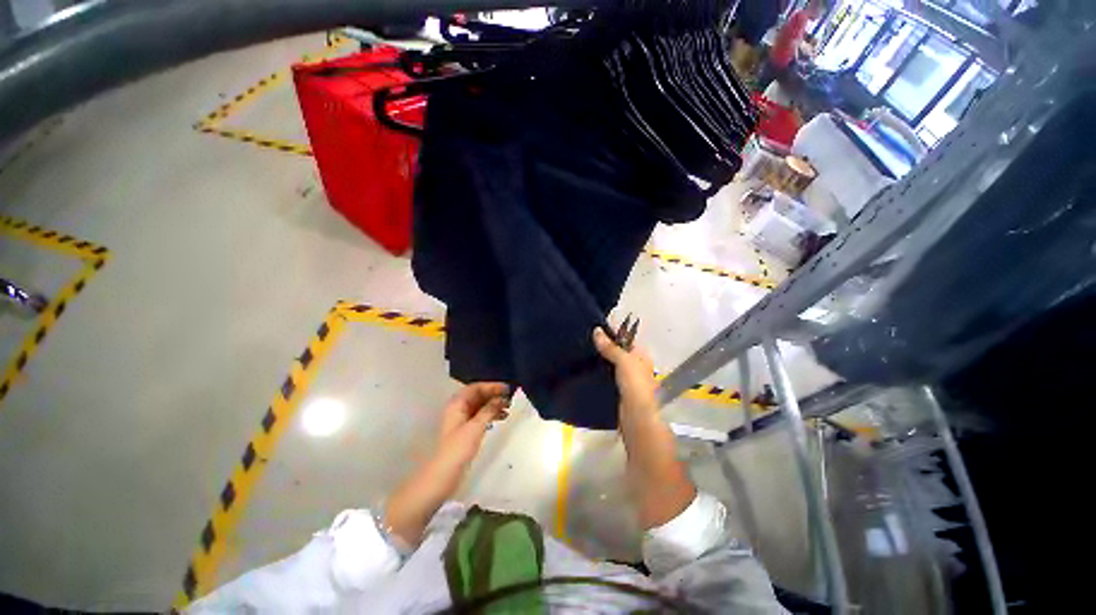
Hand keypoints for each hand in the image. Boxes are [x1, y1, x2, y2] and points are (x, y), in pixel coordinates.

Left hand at [434, 382, 510, 468]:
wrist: (443, 475)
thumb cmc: (458, 448)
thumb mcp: (475, 427)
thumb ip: (489, 410)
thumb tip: (502, 398)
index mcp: (457, 404)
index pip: (476, 388)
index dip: (492, 386)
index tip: (507, 389)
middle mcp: (459, 409)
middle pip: (479, 396)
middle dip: (494, 395)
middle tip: (510, 398)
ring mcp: (462, 420)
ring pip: (481, 406)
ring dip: (494, 405)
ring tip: (509, 408)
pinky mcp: (466, 431)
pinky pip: (481, 417)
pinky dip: (491, 415)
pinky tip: (502, 418)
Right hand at [593, 327, 657, 416]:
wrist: (636, 415)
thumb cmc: (635, 383)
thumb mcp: (623, 360)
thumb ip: (610, 346)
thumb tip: (596, 330)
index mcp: (641, 355)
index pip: (626, 340)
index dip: (612, 335)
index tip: (594, 331)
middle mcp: (636, 365)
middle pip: (618, 353)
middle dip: (604, 349)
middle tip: (585, 342)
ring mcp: (628, 379)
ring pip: (612, 365)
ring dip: (601, 362)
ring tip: (583, 354)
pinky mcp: (619, 391)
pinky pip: (608, 377)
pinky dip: (600, 374)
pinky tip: (588, 370)